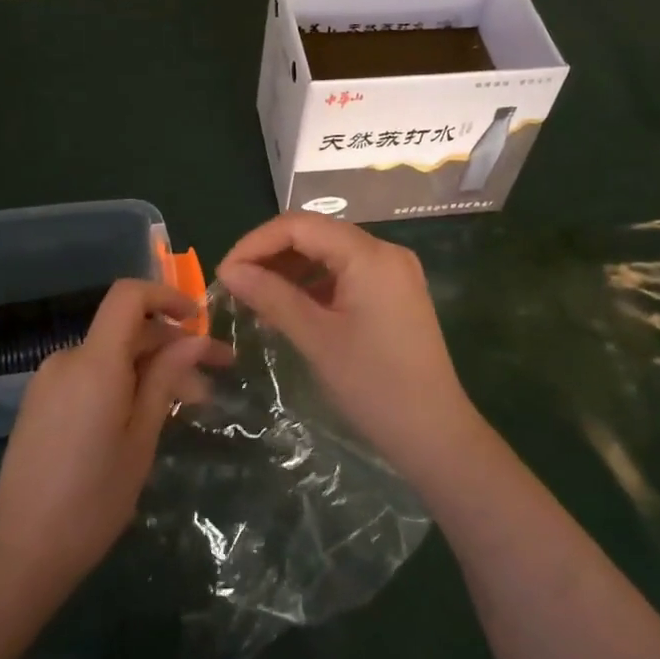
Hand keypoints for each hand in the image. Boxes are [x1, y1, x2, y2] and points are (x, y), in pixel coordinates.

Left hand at [0, 279, 216, 598]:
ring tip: (188, 405)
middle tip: (215, 377)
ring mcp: (49, 380)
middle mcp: (67, 359)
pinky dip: (123, 382)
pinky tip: (145, 414)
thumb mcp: (142, 438)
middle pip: (126, 330)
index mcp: (94, 363)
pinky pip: (90, 375)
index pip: (128, 297)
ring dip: (151, 368)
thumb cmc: (94, 500)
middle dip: (172, 346)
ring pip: (111, 356)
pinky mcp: (41, 402)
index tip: (199, 321)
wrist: (22, 554)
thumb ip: (165, 379)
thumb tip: (192, 339)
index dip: (166, 297)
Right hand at [217, 213, 478, 479]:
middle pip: (316, 234)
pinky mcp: (395, 293)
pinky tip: (289, 307)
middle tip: (236, 285)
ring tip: (256, 298)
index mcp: (369, 255)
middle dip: (271, 254)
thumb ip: (271, 296)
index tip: (224, 273)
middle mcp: (385, 251)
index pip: (300, 226)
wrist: (435, 433)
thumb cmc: (373, 385)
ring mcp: (393, 272)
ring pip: (330, 253)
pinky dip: (314, 284)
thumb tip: (229, 271)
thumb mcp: (316, 338)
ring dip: (291, 269)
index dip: (256, 243)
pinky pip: (346, 274)